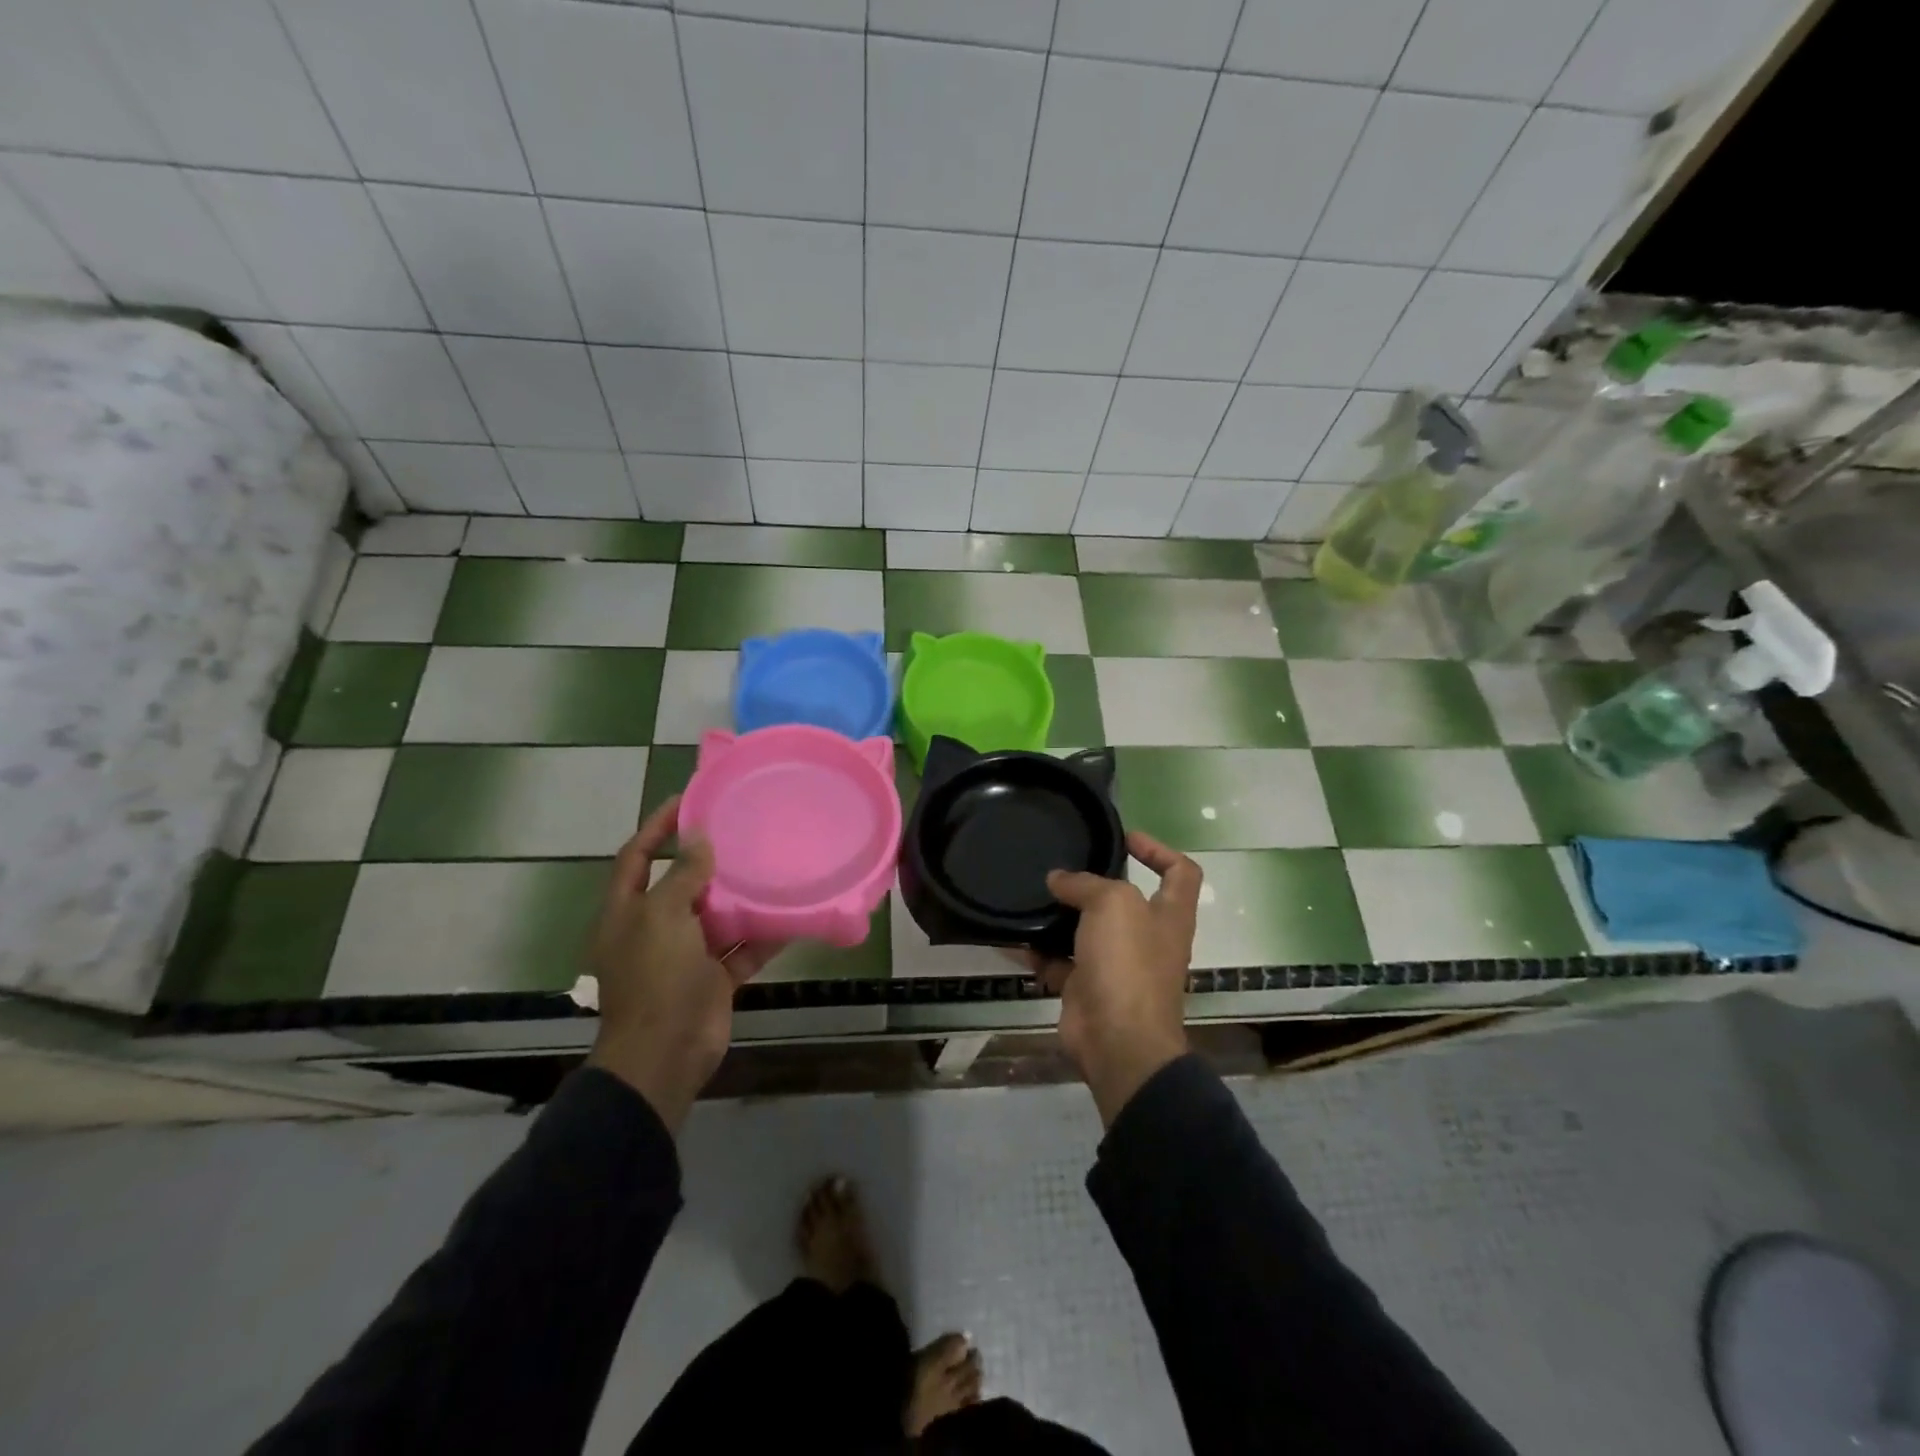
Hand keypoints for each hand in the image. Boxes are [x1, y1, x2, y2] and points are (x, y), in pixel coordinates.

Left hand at [585, 795, 780, 1131]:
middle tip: (741, 828)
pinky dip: (763, 933)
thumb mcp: (663, 917)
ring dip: (741, 895)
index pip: (637, 856)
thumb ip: (683, 876)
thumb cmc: (655, 979)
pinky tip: (791, 913)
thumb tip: (699, 838)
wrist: (665, 1054)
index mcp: (627, 911)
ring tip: (770, 863)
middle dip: (707, 859)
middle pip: (681, 883)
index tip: (689, 798)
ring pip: (716, 915)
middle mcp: (654, 928)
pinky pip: (742, 947)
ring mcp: (685, 955)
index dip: (657, 826)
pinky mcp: (713, 977)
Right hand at [1033, 832, 1202, 1126]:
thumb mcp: (1112, 904)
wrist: (1117, 1040)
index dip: (1158, 850)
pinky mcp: (1086, 989)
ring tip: (1032, 894)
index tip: (1125, 838)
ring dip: (1061, 915)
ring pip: (1087, 931)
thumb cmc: (1128, 962)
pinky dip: (1038, 950)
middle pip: (1124, 901)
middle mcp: (1147, 938)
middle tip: (1062, 866)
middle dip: (1094, 883)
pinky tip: (1015, 935)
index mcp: (1169, 915)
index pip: (1180, 872)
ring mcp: (1117, 967)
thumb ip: (1085, 883)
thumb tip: (1058, 880)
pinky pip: (1059, 962)